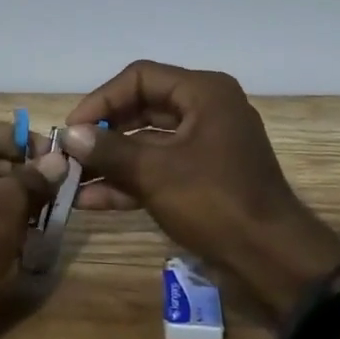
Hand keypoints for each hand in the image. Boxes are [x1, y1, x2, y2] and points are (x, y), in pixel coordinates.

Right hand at [62, 61, 339, 321]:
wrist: (271, 260)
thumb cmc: (215, 202)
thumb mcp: (155, 172)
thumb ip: (109, 149)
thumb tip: (68, 135)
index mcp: (204, 93)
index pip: (140, 78)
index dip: (102, 100)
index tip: (72, 128)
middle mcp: (206, 111)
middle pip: (141, 109)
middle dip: (102, 133)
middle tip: (68, 152)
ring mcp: (205, 146)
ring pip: (147, 142)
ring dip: (110, 160)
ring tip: (70, 179)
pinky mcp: (202, 178)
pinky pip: (158, 169)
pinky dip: (128, 181)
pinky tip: (91, 199)